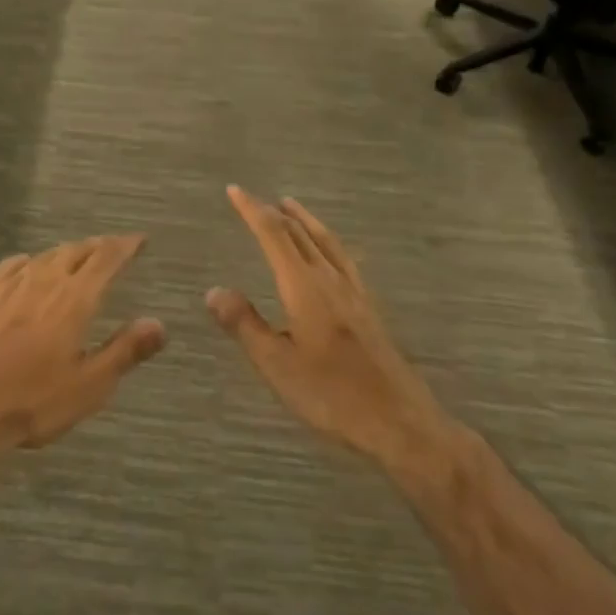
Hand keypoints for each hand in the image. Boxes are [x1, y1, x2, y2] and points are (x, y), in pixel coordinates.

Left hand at [0, 236, 165, 449]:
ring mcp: (11, 284)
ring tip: (77, 257)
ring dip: (67, 252)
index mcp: (75, 298)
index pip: (107, 258)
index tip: (139, 240)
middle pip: (77, 251)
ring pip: (46, 255)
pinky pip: (14, 264)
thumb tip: (159, 323)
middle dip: (98, 247)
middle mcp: (45, 280)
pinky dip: (32, 261)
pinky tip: (28, 267)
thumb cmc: (33, 400)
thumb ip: (125, 351)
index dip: (126, 246)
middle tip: (112, 249)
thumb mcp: (89, 385)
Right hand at [209, 188, 444, 462]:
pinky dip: (327, 241)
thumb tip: (214, 291)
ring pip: (326, 241)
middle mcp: (330, 279)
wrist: (401, 424)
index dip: (252, 210)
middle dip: (273, 212)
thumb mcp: (277, 366)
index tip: (234, 190)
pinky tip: (329, 253)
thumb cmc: (333, 396)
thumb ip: (245, 325)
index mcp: (304, 287)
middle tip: (253, 199)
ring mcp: (354, 293)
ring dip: (304, 220)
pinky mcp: (369, 309)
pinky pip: (343, 258)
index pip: (274, 235)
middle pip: (300, 233)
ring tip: (290, 206)